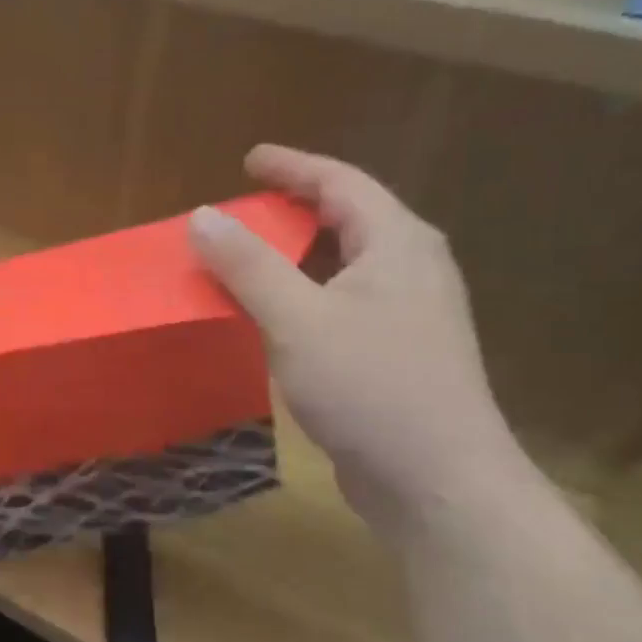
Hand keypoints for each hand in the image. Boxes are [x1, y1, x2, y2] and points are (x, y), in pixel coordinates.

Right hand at [191, 146, 524, 535]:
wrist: (438, 482)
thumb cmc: (371, 388)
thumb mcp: (298, 320)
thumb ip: (248, 265)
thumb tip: (203, 216)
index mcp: (398, 245)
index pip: (341, 182)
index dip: (293, 166)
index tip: (249, 159)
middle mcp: (411, 270)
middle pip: (348, 219)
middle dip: (293, 208)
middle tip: (242, 210)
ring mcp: (408, 316)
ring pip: (343, 266)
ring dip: (294, 256)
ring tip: (247, 259)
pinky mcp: (395, 355)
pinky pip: (339, 304)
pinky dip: (301, 297)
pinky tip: (271, 318)